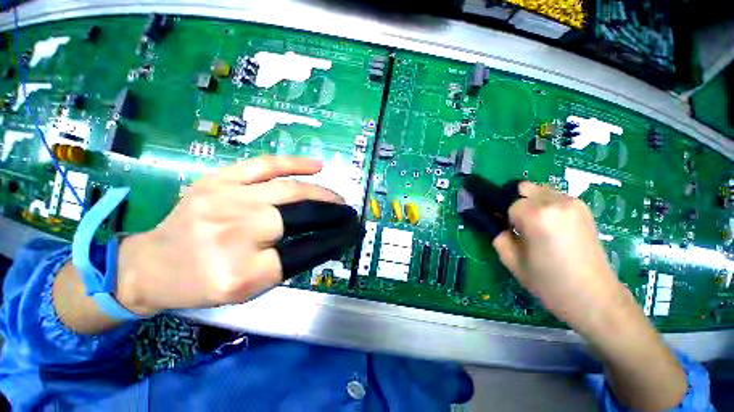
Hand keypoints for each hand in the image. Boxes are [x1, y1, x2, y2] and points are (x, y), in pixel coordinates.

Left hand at [115, 156, 359, 315]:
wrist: (153, 265)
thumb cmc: (203, 284)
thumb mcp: (250, 289)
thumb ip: (290, 263)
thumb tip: (325, 238)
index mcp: (244, 273)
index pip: (307, 251)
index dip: (335, 239)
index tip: (351, 232)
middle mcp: (235, 232)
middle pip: (301, 214)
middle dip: (333, 213)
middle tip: (349, 214)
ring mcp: (224, 200)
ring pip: (289, 189)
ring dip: (322, 192)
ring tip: (338, 198)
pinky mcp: (217, 180)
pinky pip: (264, 165)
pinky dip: (296, 163)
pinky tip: (318, 166)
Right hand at [461, 177, 623, 328]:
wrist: (594, 298)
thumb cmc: (549, 282)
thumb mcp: (511, 260)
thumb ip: (498, 234)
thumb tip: (495, 220)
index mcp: (537, 215)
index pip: (507, 202)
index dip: (502, 214)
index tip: (503, 227)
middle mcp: (556, 202)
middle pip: (524, 188)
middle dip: (514, 202)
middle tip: (516, 224)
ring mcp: (574, 203)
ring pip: (539, 190)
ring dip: (530, 202)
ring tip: (534, 226)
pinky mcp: (584, 208)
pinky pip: (555, 197)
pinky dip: (545, 205)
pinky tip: (550, 226)